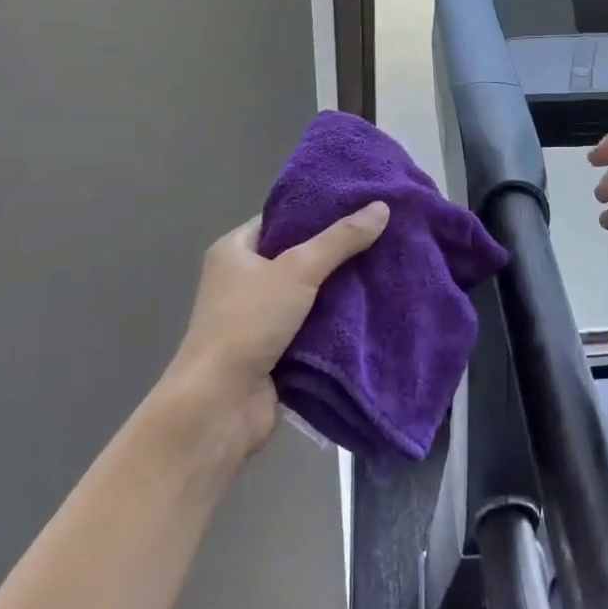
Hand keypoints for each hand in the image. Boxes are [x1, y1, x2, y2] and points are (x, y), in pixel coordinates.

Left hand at [163, 203, 389, 458]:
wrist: (220, 405)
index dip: (319, 210)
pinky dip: (338, 319)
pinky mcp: (276, 349)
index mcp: (234, 251)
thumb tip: (382, 207)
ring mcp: (259, 317)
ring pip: (310, 292)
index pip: (282, 218)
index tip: (361, 203)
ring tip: (387, 265)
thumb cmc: (248, 323)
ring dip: (342, 286)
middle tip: (384, 233)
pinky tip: (374, 306)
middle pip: (299, 255)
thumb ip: (340, 239)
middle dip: (338, 249)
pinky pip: (314, 324)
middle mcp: (243, 280)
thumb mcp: (298, 270)